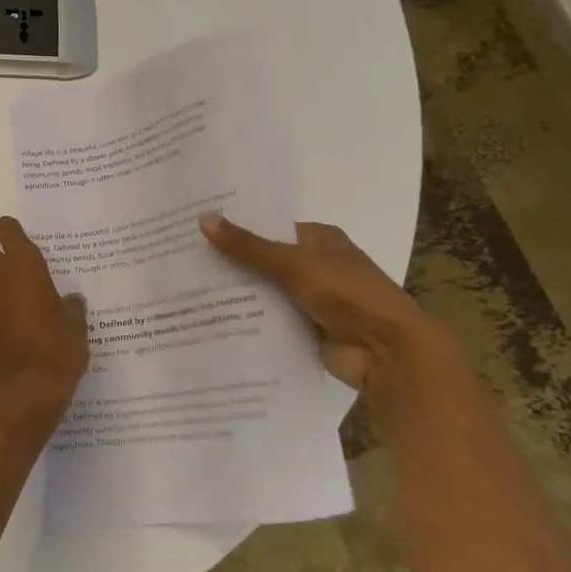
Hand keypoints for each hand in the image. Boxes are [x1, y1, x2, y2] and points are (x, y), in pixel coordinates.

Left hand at [0, 218, 88, 432]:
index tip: (20, 241)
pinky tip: (1, 330)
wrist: (21, 397)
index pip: (7, 230)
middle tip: (18, 277)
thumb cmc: (56, 355)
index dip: (12, 232)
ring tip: (10, 305)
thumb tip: (70, 300)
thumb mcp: (76, 329)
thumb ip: (71, 307)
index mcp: (24, 267)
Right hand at [199, 213, 446, 392]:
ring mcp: (311, 299)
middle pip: (265, 260)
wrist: (387, 351)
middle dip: (231, 261)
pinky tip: (211, 318)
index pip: (270, 227)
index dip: (238, 226)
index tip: (198, 227)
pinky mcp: (306, 329)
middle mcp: (316, 265)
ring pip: (264, 291)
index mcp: (320, 239)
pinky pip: (270, 320)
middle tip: (183, 257)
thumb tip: (203, 219)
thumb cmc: (347, 293)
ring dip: (237, 293)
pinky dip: (248, 320)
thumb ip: (248, 246)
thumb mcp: (293, 263)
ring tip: (187, 287)